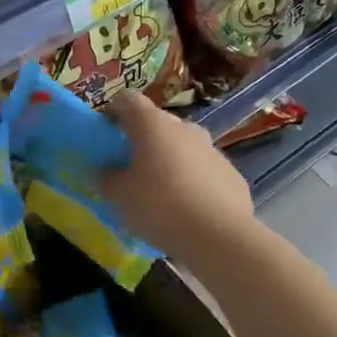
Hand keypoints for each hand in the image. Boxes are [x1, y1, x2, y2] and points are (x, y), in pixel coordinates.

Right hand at [102, 92, 254, 261]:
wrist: (219, 236)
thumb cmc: (159, 206)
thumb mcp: (118, 195)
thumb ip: (107, 177)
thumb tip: (106, 170)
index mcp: (152, 124)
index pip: (127, 100)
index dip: (113, 112)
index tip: (105, 134)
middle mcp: (184, 128)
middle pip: (157, 123)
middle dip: (142, 140)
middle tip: (129, 168)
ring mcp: (212, 149)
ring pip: (182, 147)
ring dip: (168, 160)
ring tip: (160, 192)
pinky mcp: (231, 173)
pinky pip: (203, 170)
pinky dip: (192, 180)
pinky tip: (187, 208)